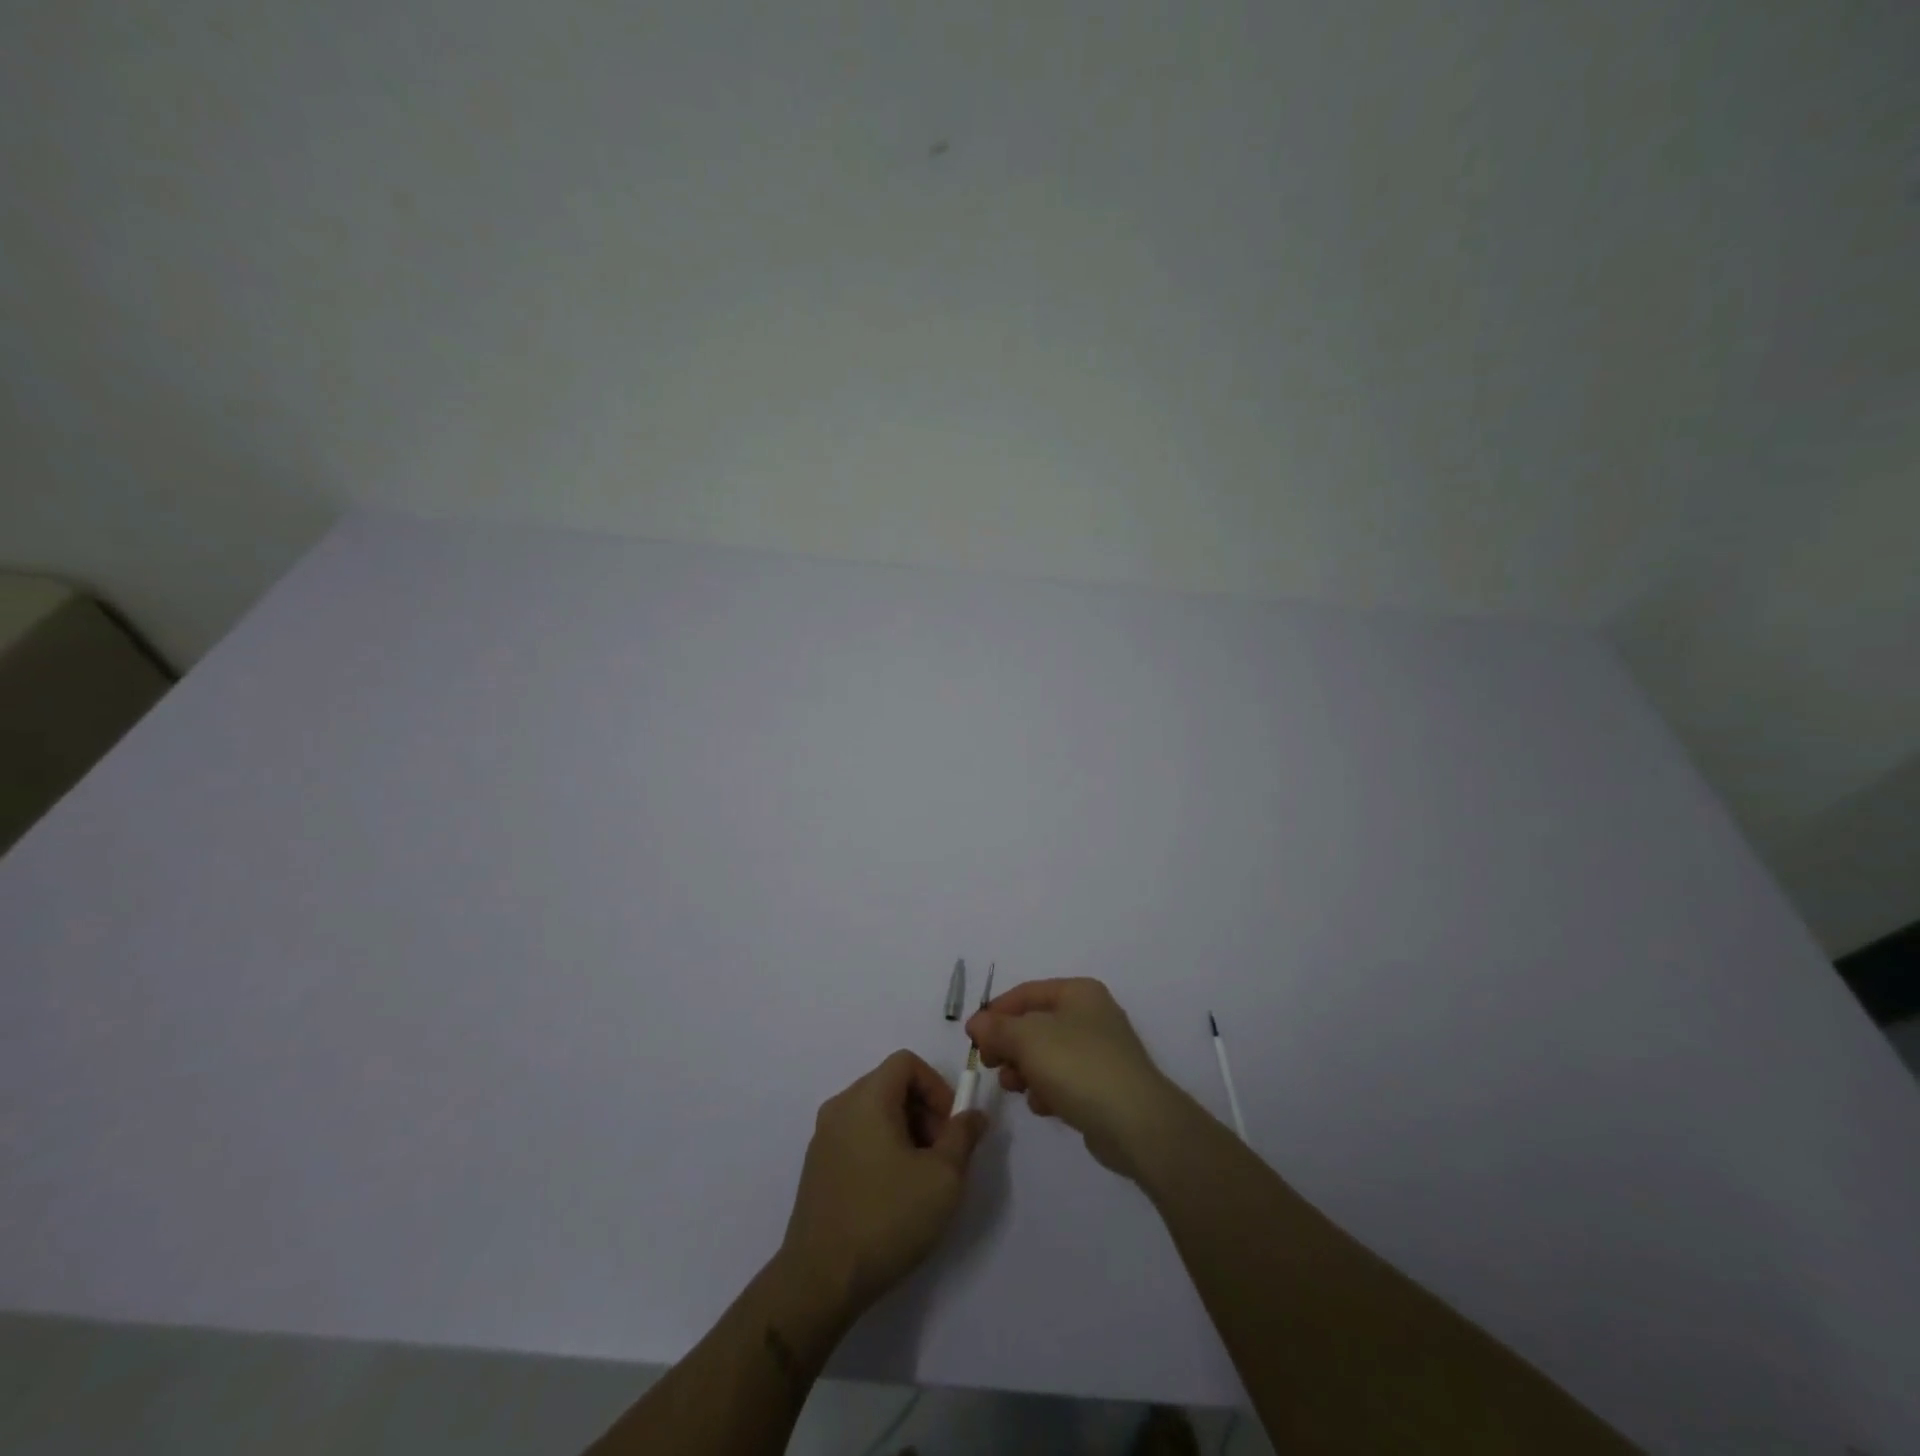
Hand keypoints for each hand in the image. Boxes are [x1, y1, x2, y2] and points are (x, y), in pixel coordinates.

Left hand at [780, 1050, 987, 1320]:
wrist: (820, 1281)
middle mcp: (840, 1107)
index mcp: (867, 1098)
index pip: (906, 1063)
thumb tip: (973, 1114)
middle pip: (890, 1085)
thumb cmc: (887, 1218)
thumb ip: (963, 1136)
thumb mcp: (943, 1177)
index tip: (951, 1126)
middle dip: (924, 1111)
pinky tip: (892, 1194)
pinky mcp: (816, 1167)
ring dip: (905, 1132)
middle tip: (942, 1154)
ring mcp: (823, 1137)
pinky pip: (857, 1137)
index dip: (936, 1086)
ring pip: (874, 1113)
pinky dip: (881, 1148)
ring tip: (920, 1178)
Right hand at [966, 978, 1189, 1180]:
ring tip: (1014, 1088)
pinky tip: (1042, 1106)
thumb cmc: (1078, 1066)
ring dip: (1024, 1070)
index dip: (995, 1012)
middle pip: (1035, 1024)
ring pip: (1046, 1054)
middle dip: (1009, 1045)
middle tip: (990, 1065)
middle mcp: (1091, 1015)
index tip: (973, 1038)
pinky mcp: (1103, 1086)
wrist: (1136, 1123)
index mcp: (1078, 993)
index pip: (1026, 993)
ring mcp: (1099, 1052)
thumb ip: (997, 1028)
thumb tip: (976, 1022)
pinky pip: (1064, 1081)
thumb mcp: (1028, 1039)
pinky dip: (1047, 1090)